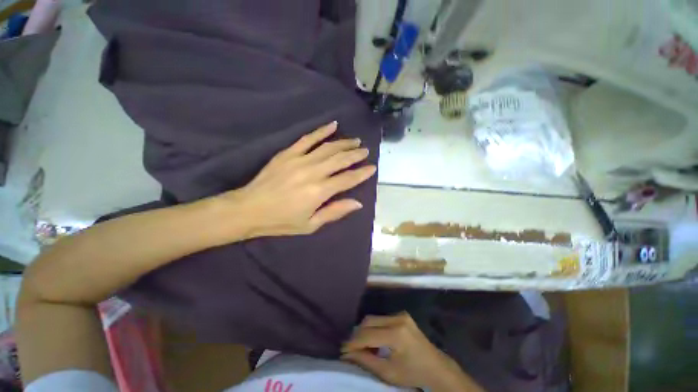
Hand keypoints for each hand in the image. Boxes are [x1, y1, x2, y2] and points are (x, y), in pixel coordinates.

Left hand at [214, 121, 376, 238]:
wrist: (249, 209)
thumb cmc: (281, 221)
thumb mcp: (311, 225)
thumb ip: (335, 212)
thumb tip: (357, 203)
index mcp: (319, 191)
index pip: (348, 179)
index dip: (362, 173)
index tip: (372, 167)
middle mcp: (313, 172)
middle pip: (340, 159)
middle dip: (356, 154)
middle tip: (366, 151)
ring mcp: (300, 160)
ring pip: (328, 147)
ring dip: (344, 143)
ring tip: (355, 141)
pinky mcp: (288, 153)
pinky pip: (308, 138)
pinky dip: (322, 131)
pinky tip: (333, 125)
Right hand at [342, 313, 483, 391]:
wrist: (437, 367)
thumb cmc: (413, 374)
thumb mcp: (388, 372)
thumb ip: (366, 360)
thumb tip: (347, 354)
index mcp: (396, 334)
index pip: (367, 335)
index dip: (353, 343)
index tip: (342, 351)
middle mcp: (398, 318)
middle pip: (369, 322)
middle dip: (358, 335)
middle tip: (351, 349)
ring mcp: (401, 315)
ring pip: (374, 319)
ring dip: (365, 331)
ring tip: (361, 346)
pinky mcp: (402, 315)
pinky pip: (381, 319)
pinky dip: (374, 329)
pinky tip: (373, 341)